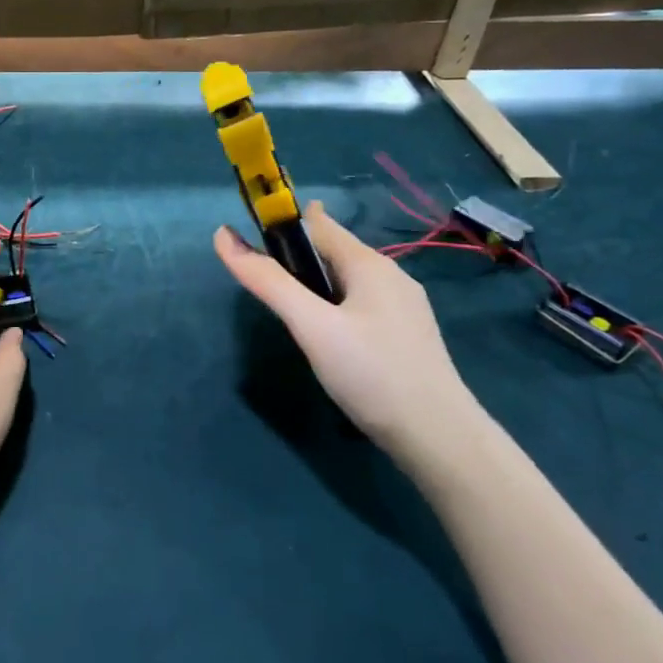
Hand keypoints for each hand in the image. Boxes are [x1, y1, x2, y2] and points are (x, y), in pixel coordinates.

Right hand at [214, 201, 485, 466]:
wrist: (439, 438)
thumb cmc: (371, 373)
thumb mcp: (311, 326)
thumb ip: (268, 282)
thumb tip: (222, 237)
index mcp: (369, 263)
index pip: (318, 223)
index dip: (283, 223)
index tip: (251, 238)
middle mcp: (391, 276)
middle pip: (334, 251)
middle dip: (298, 256)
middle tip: (265, 282)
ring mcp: (403, 307)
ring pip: (348, 280)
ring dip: (316, 283)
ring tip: (291, 310)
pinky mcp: (406, 336)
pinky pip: (361, 304)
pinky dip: (335, 305)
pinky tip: (327, 335)